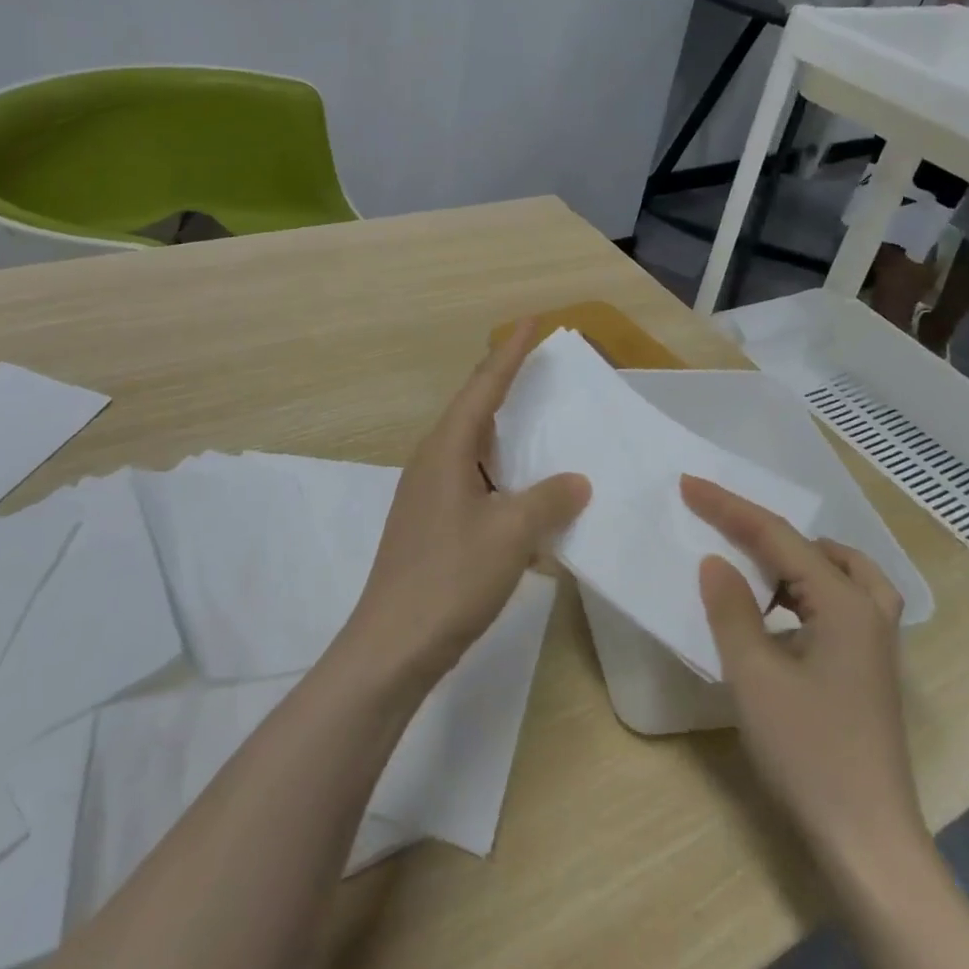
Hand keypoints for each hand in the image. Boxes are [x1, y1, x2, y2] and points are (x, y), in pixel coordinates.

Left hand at [340, 324, 589, 687]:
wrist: (393, 645)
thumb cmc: (451, 578)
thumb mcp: (511, 534)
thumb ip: (549, 499)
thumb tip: (575, 480)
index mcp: (446, 450)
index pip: (483, 388)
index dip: (509, 354)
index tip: (530, 322)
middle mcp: (432, 463)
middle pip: (473, 411)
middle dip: (504, 386)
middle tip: (538, 368)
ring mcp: (428, 496)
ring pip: (473, 450)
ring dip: (505, 435)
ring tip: (537, 425)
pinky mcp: (431, 525)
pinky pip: (473, 483)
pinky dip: (502, 478)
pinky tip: (525, 496)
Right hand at [682, 476, 923, 866]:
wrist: (866, 840)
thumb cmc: (808, 751)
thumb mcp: (754, 675)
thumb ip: (731, 609)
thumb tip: (715, 561)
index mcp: (845, 605)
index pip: (779, 538)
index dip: (730, 508)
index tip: (689, 485)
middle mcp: (869, 613)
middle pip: (816, 548)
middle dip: (765, 528)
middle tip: (719, 521)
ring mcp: (875, 644)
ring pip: (837, 574)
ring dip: (791, 558)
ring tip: (749, 558)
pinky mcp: (867, 670)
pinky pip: (837, 604)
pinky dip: (803, 589)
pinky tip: (776, 611)